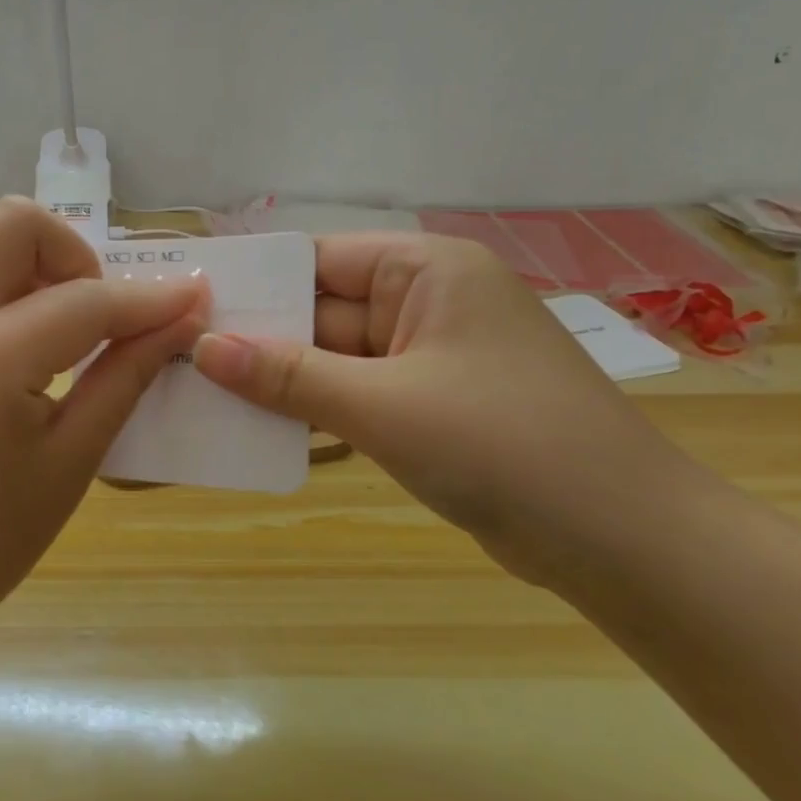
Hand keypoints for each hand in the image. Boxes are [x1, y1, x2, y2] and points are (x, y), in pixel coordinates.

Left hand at [0, 198, 208, 645]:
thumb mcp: (73, 459)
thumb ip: (128, 374)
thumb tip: (183, 318)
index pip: (86, 302)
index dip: (149, 300)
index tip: (191, 297)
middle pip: (16, 223)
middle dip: (73, 255)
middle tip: (90, 311)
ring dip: (14, 252)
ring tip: (33, 311)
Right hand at [194, 234, 693, 587]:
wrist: (623, 541)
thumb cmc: (503, 447)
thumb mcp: (383, 406)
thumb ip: (289, 375)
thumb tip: (203, 348)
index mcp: (424, 270)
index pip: (316, 259)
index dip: (251, 283)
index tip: (185, 307)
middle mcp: (425, 301)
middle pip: (321, 310)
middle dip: (257, 338)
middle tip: (176, 360)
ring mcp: (429, 356)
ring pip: (334, 357)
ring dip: (280, 379)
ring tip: (200, 395)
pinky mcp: (430, 405)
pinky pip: (355, 394)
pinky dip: (314, 409)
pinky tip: (256, 427)